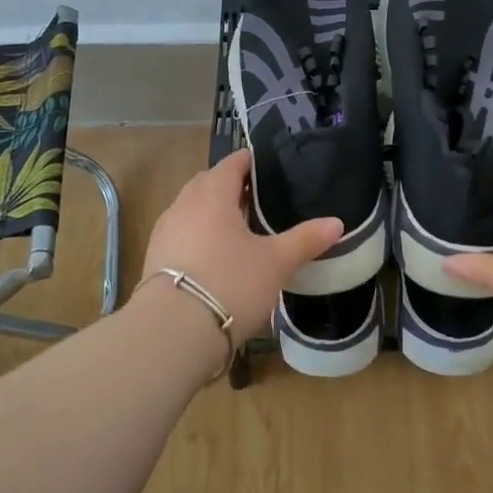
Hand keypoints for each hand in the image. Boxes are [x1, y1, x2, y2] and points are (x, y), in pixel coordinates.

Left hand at [140, 149, 343, 342]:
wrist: (173, 330)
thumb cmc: (230, 283)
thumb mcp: (276, 263)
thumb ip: (305, 239)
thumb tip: (337, 223)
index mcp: (213, 193)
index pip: (232, 163)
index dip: (251, 162)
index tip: (269, 170)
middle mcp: (184, 204)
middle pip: (208, 183)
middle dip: (230, 186)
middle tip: (258, 200)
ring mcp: (165, 231)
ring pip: (192, 209)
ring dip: (212, 212)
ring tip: (238, 230)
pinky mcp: (154, 257)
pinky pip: (181, 234)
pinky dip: (198, 236)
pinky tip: (214, 257)